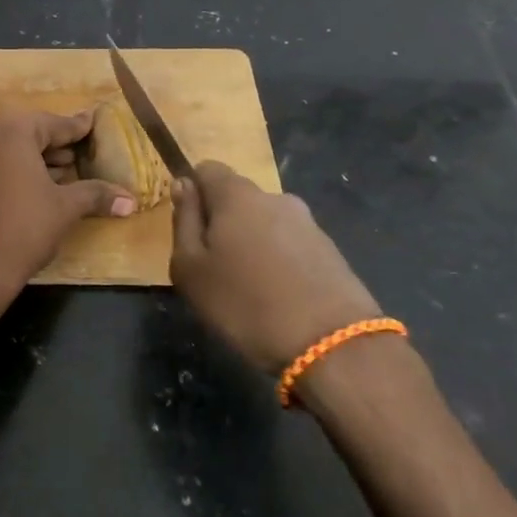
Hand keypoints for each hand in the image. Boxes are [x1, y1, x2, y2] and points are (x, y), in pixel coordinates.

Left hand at [0, 110, 135, 310]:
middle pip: (30, 133)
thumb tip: (131, 201)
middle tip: (82, 152)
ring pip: (11, 148)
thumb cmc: (23, 229)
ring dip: (38, 158)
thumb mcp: (65, 208)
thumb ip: (96, 194)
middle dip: (57, 145)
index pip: (53, 124)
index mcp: (12, 131)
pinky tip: (39, 185)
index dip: (76, 128)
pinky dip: (17, 168)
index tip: (92, 122)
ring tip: (66, 172)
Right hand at [170, 162, 380, 375]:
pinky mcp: (331, 252)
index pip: (207, 169)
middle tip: (214, 267)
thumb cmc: (245, 304)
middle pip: (238, 198)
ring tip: (249, 289)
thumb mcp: (190, 268)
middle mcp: (275, 198)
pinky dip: (279, 263)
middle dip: (223, 223)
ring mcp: (308, 224)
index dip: (193, 193)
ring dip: (253, 244)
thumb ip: (184, 220)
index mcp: (237, 195)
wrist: (333, 346)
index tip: (190, 230)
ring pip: (266, 223)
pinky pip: (291, 246)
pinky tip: (279, 298)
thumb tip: (183, 185)